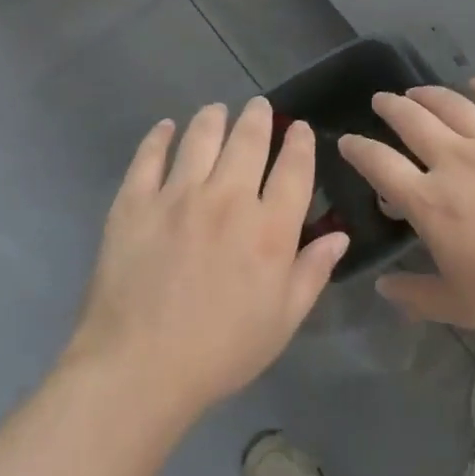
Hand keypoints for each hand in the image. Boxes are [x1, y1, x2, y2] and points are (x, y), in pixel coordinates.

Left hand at [67, 98, 348, 417]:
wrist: (139, 368)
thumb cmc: (220, 351)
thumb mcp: (282, 321)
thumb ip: (312, 272)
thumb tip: (339, 236)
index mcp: (269, 229)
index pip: (294, 169)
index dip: (301, 143)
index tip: (301, 129)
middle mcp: (228, 199)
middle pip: (249, 140)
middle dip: (259, 117)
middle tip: (259, 106)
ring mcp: (177, 195)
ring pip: (201, 137)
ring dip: (214, 117)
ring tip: (217, 110)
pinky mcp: (135, 201)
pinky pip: (149, 156)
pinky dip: (160, 136)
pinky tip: (166, 128)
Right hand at [340, 78, 474, 334]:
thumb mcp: (460, 306)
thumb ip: (415, 295)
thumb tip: (383, 287)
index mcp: (430, 201)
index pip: (379, 164)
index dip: (357, 149)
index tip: (346, 141)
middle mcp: (453, 160)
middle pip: (411, 121)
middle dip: (390, 107)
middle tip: (381, 101)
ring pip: (451, 105)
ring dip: (427, 94)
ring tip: (417, 92)